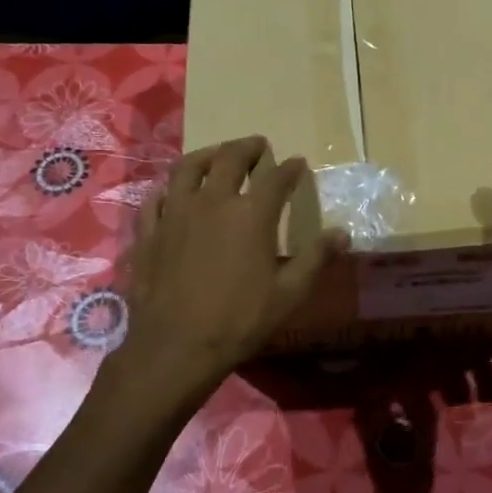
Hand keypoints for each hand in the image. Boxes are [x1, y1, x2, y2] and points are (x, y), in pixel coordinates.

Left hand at [108, 136, 340, 413]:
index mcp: (251, 214)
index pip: (275, 178)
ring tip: (215, 155)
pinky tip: (171, 191)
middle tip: (257, 146)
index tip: (297, 163)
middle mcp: (212, 201)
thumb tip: (342, 233)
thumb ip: (316, 258)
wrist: (176, 346)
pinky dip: (167, 188)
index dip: (290, 168)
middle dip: (247, 148)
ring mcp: (175, 213)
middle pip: (229, 159)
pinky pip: (155, 198)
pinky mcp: (149, 231)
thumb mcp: (289, 294)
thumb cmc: (239, 321)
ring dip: (206, 155)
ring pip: (187, 168)